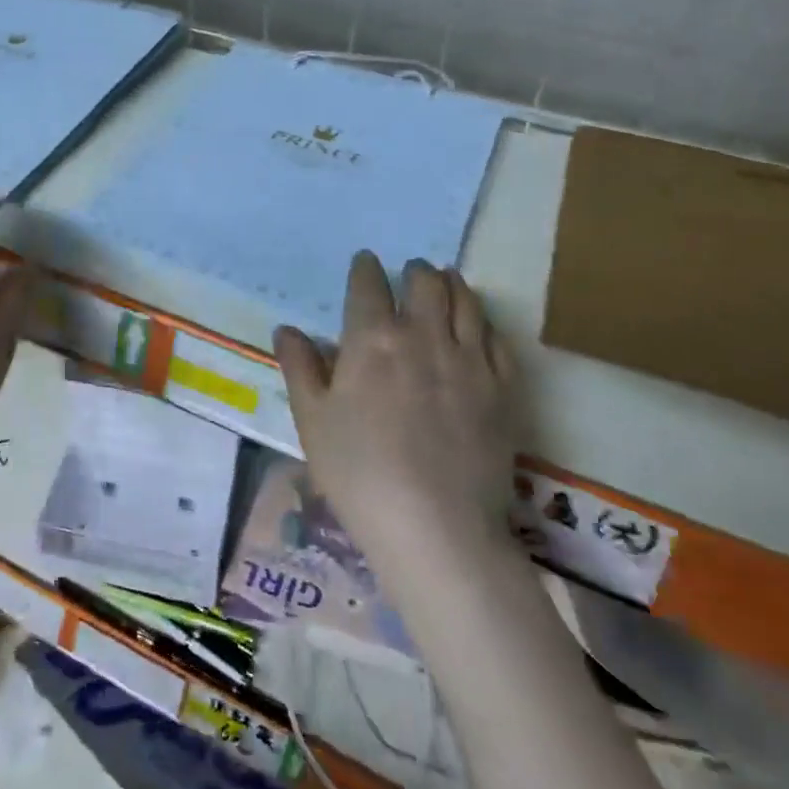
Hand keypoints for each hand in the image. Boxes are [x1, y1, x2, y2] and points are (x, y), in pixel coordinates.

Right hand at [273, 252, 514, 574]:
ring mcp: (469, 360)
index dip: (365, 268)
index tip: (365, 262)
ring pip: (466, 302)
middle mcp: (423, 335)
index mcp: (372, 338)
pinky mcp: (502, 388)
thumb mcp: (312, 420)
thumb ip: (300, 367)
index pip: (369, 285)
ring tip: (446, 280)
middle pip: (425, 283)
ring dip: (452, 285)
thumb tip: (286, 329)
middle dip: (415, 271)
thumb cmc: (358, 472)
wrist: (436, 526)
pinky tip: (479, 327)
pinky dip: (484, 323)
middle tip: (410, 271)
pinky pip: (496, 339)